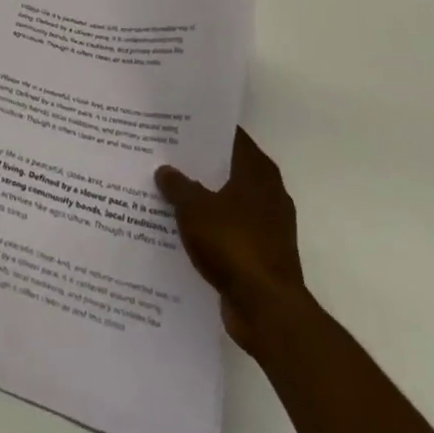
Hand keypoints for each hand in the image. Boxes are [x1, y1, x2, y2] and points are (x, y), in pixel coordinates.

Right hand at [157, 126, 306, 355]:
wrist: (266, 309)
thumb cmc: (234, 245)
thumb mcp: (195, 208)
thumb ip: (178, 186)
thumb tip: (165, 170)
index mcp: (258, 173)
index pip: (232, 137)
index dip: (206, 129)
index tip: (179, 123)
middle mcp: (268, 194)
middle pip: (228, 169)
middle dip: (199, 164)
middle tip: (165, 153)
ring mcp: (267, 226)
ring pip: (227, 201)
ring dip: (203, 198)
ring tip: (167, 189)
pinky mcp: (260, 254)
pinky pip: (228, 230)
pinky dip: (209, 227)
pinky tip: (180, 227)